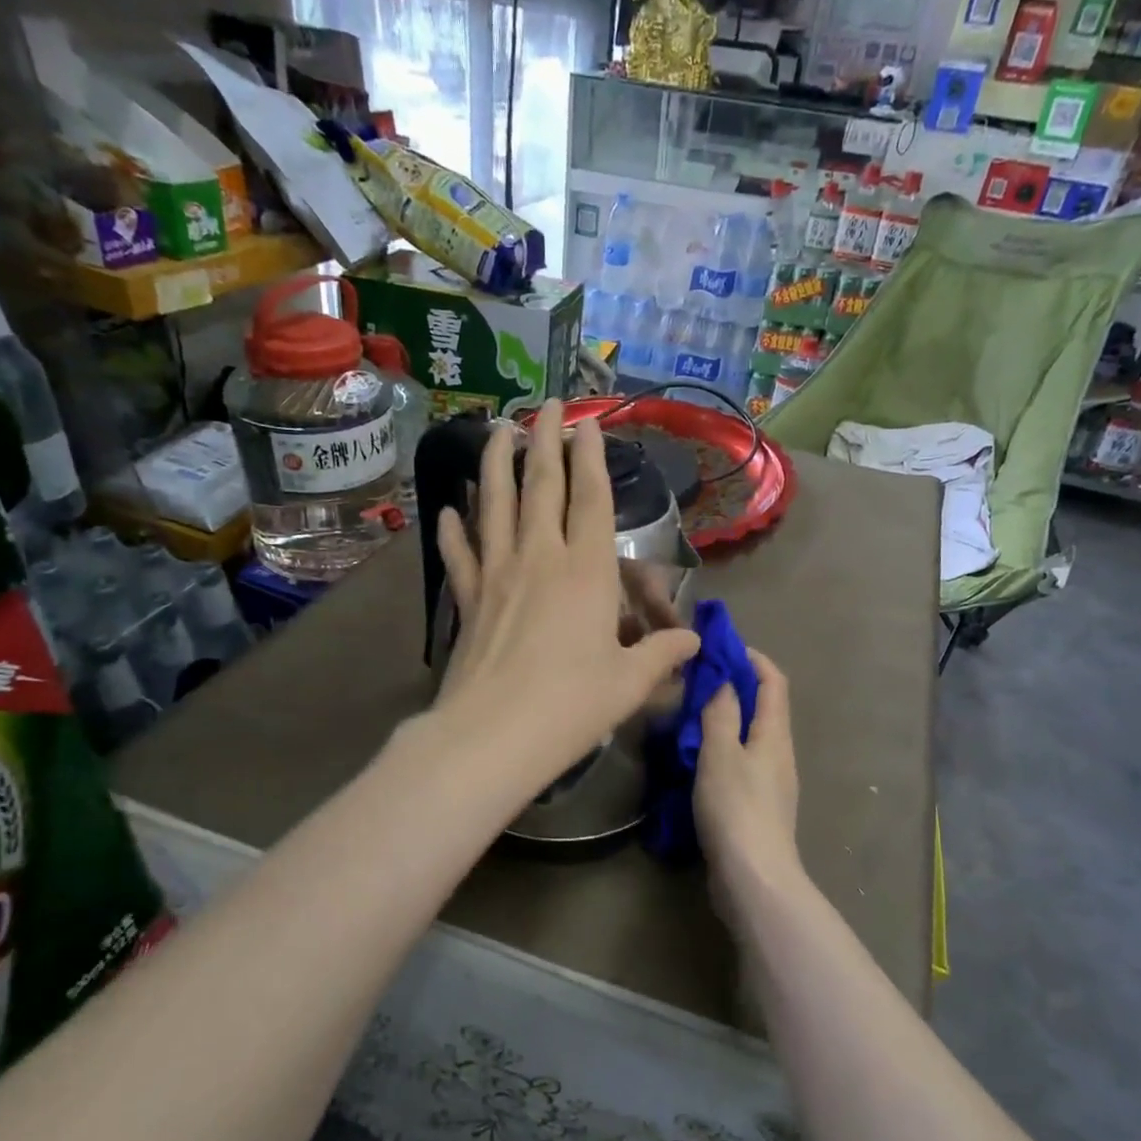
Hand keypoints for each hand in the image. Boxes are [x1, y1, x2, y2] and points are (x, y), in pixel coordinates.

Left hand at [434, 404, 700, 792]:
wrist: (493, 735)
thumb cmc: (571, 706)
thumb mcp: (629, 683)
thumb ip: (662, 655)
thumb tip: (693, 642)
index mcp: (585, 571)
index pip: (590, 497)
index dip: (591, 456)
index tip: (588, 421)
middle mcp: (539, 557)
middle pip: (541, 485)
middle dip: (544, 439)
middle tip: (545, 405)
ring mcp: (497, 574)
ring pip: (493, 504)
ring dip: (494, 464)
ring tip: (495, 431)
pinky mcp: (467, 599)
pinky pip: (460, 554)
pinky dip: (453, 529)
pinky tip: (447, 510)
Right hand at [694, 650, 801, 899]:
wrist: (754, 879)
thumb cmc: (736, 808)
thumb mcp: (721, 752)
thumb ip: (721, 712)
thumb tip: (725, 678)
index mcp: (775, 734)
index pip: (774, 681)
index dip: (752, 659)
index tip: (721, 648)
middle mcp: (780, 753)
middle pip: (764, 707)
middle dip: (735, 686)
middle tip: (697, 680)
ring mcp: (771, 782)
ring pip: (751, 736)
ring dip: (726, 718)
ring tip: (690, 715)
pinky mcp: (758, 807)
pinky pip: (742, 762)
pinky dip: (722, 748)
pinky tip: (696, 758)